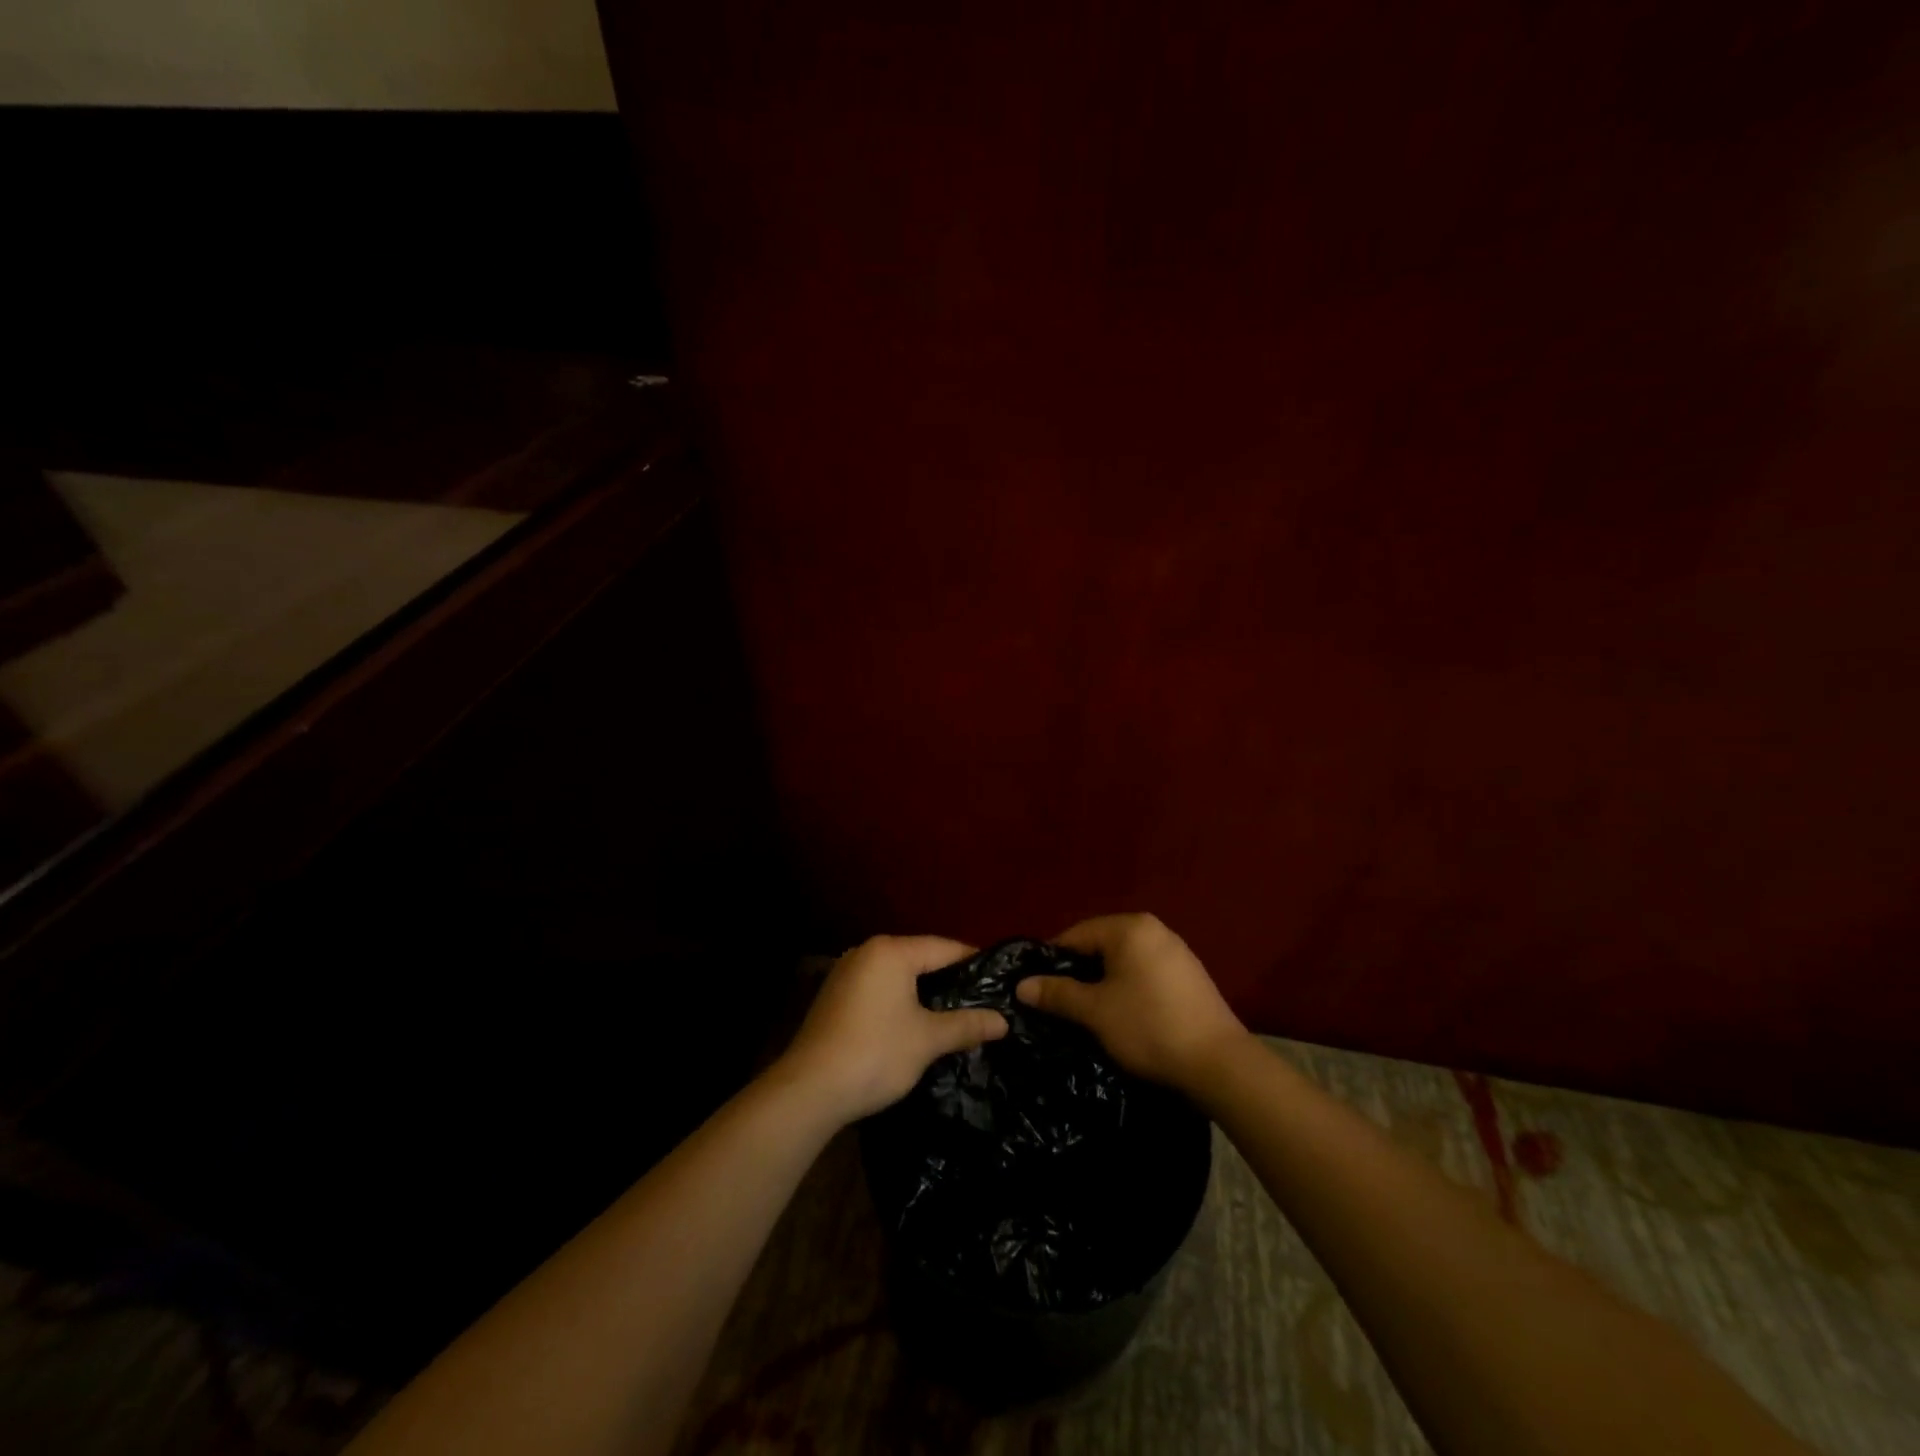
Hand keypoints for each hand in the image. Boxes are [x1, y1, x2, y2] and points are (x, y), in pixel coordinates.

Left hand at [774, 935, 1008, 1122]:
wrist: (809, 1090)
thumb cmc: (875, 1054)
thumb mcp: (927, 1040)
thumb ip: (966, 1025)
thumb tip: (1003, 1021)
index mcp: (891, 951)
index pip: (944, 947)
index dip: (974, 962)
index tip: (999, 980)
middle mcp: (867, 952)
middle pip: (920, 957)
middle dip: (950, 979)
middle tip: (982, 1000)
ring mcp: (846, 973)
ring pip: (898, 975)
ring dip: (924, 992)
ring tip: (954, 1013)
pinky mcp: (835, 996)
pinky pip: (879, 988)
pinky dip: (900, 1000)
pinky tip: (915, 1023)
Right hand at [1016, 913, 1247, 1090]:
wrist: (1219, 1063)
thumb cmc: (1149, 1026)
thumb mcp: (1095, 1011)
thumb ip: (1057, 994)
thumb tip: (1022, 985)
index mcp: (1129, 927)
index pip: (1076, 934)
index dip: (1052, 960)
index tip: (1037, 987)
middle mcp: (1154, 929)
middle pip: (1101, 945)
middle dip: (1079, 972)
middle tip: (1059, 1003)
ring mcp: (1176, 951)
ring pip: (1124, 961)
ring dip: (1103, 982)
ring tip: (1087, 1012)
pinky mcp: (1189, 976)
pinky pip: (1145, 973)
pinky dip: (1127, 988)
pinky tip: (1123, 1015)